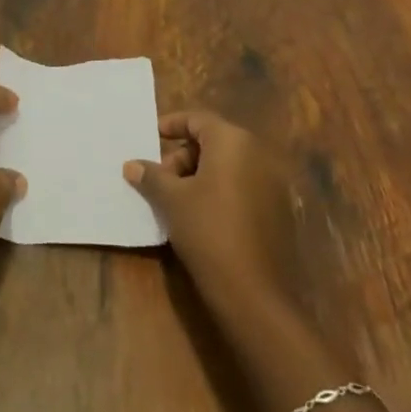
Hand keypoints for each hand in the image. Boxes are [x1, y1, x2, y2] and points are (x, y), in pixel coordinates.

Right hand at [123, 109, 304, 317]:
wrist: (254, 293)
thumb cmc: (207, 231)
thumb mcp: (172, 200)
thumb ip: (151, 176)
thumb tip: (131, 165)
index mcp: (232, 141)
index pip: (198, 119)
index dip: (172, 124)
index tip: (152, 136)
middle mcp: (257, 153)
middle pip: (213, 141)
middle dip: (183, 156)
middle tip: (160, 178)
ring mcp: (272, 182)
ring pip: (228, 165)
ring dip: (200, 175)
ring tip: (176, 199)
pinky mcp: (278, 210)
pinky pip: (243, 186)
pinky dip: (220, 191)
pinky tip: (200, 215)